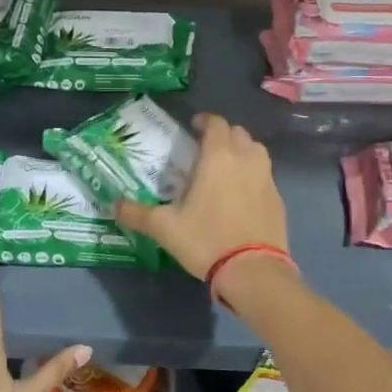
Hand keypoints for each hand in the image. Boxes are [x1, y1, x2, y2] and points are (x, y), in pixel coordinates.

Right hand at [116, 113, 288, 279]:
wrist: (253, 271)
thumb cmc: (206, 240)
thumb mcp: (165, 228)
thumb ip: (137, 213)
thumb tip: (113, 205)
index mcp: (219, 157)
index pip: (216, 124)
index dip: (205, 121)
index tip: (194, 126)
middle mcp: (246, 159)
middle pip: (238, 133)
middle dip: (222, 135)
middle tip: (205, 149)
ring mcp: (267, 178)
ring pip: (256, 151)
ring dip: (241, 151)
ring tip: (225, 168)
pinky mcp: (278, 199)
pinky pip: (264, 175)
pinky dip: (253, 175)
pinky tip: (240, 195)